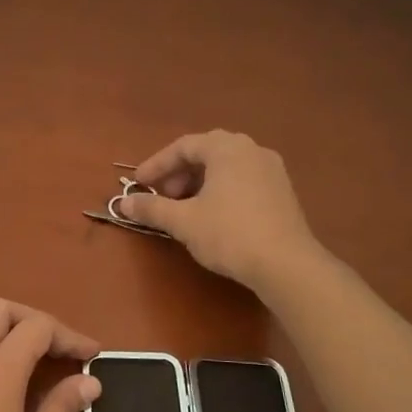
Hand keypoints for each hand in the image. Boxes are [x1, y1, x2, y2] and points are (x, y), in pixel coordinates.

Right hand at [118, 130, 323, 293]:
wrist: (286, 264)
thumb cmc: (229, 233)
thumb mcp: (183, 221)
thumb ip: (152, 208)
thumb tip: (124, 204)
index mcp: (227, 148)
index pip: (183, 146)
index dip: (156, 165)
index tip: (139, 185)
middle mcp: (251, 150)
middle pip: (206, 153)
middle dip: (178, 173)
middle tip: (161, 196)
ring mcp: (271, 170)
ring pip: (225, 167)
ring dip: (198, 183)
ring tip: (183, 208)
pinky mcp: (282, 192)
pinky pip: (242, 180)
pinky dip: (220, 190)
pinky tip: (211, 215)